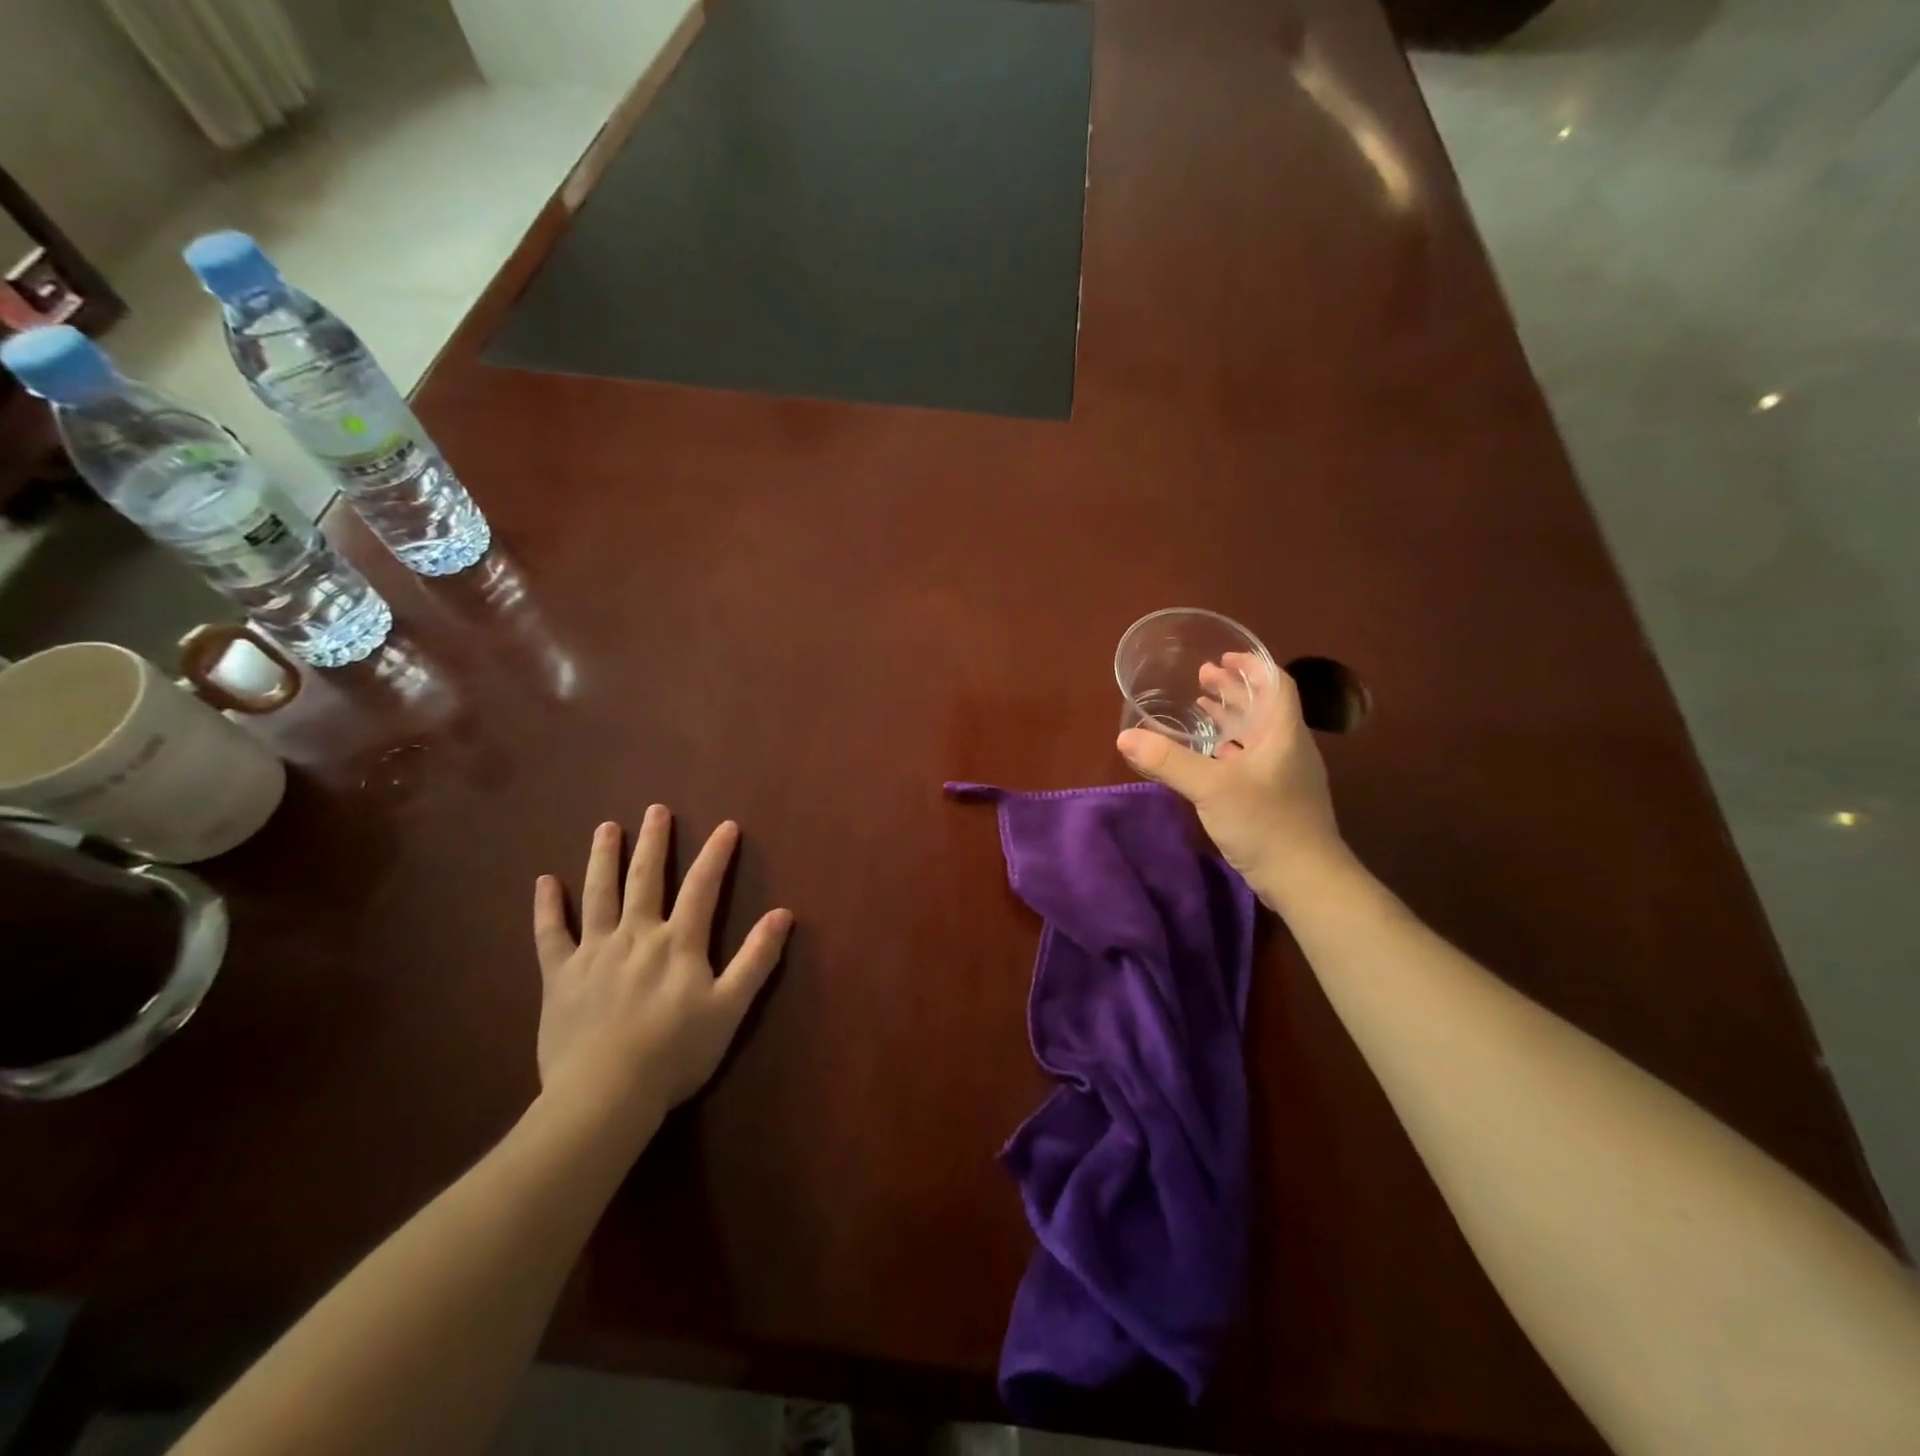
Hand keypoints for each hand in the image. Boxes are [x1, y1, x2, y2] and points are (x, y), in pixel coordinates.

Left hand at [532, 807, 792, 1130]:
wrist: (604, 1095)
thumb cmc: (675, 1054)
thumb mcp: (729, 1008)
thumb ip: (756, 959)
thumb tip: (783, 914)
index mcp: (679, 942)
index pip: (703, 887)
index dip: (717, 854)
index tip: (726, 825)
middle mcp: (636, 935)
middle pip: (646, 878)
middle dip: (654, 842)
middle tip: (655, 810)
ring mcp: (594, 952)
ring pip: (599, 894)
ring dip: (604, 858)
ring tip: (607, 828)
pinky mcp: (559, 976)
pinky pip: (550, 934)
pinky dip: (547, 907)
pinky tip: (545, 882)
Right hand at [1117, 654, 1347, 906]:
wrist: (1305, 879)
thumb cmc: (1266, 823)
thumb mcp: (1212, 788)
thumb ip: (1169, 761)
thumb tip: (1125, 737)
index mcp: (1283, 733)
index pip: (1276, 684)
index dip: (1251, 666)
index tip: (1223, 657)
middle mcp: (1288, 748)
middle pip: (1263, 706)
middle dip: (1233, 689)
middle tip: (1202, 678)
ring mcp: (1284, 775)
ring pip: (1256, 734)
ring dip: (1231, 718)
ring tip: (1200, 708)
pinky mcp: (1276, 798)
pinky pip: (1251, 759)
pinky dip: (1229, 748)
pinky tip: (1208, 756)